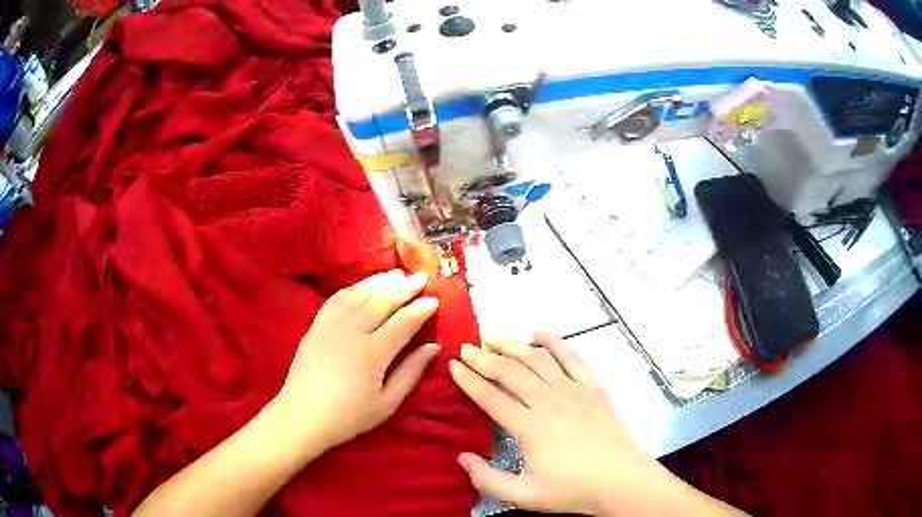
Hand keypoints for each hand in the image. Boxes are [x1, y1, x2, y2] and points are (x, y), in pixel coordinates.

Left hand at [272, 270, 440, 456]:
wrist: (302, 415)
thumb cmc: (348, 415)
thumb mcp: (387, 402)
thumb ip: (411, 372)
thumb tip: (433, 347)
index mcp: (374, 352)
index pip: (404, 321)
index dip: (421, 309)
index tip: (435, 300)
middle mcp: (353, 330)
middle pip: (383, 300)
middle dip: (405, 287)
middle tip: (421, 278)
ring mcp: (332, 323)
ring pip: (360, 293)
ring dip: (381, 281)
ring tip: (398, 274)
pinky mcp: (317, 324)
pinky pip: (338, 297)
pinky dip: (355, 287)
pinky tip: (364, 285)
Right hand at [450, 332, 712, 515]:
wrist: (620, 480)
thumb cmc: (572, 489)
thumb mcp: (523, 495)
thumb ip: (487, 479)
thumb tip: (461, 457)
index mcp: (528, 427)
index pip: (491, 397)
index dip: (470, 380)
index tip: (454, 364)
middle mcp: (548, 401)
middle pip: (511, 372)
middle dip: (485, 358)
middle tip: (468, 346)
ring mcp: (573, 391)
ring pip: (538, 359)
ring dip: (514, 345)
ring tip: (496, 336)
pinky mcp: (593, 388)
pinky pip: (571, 358)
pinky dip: (554, 343)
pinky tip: (540, 333)